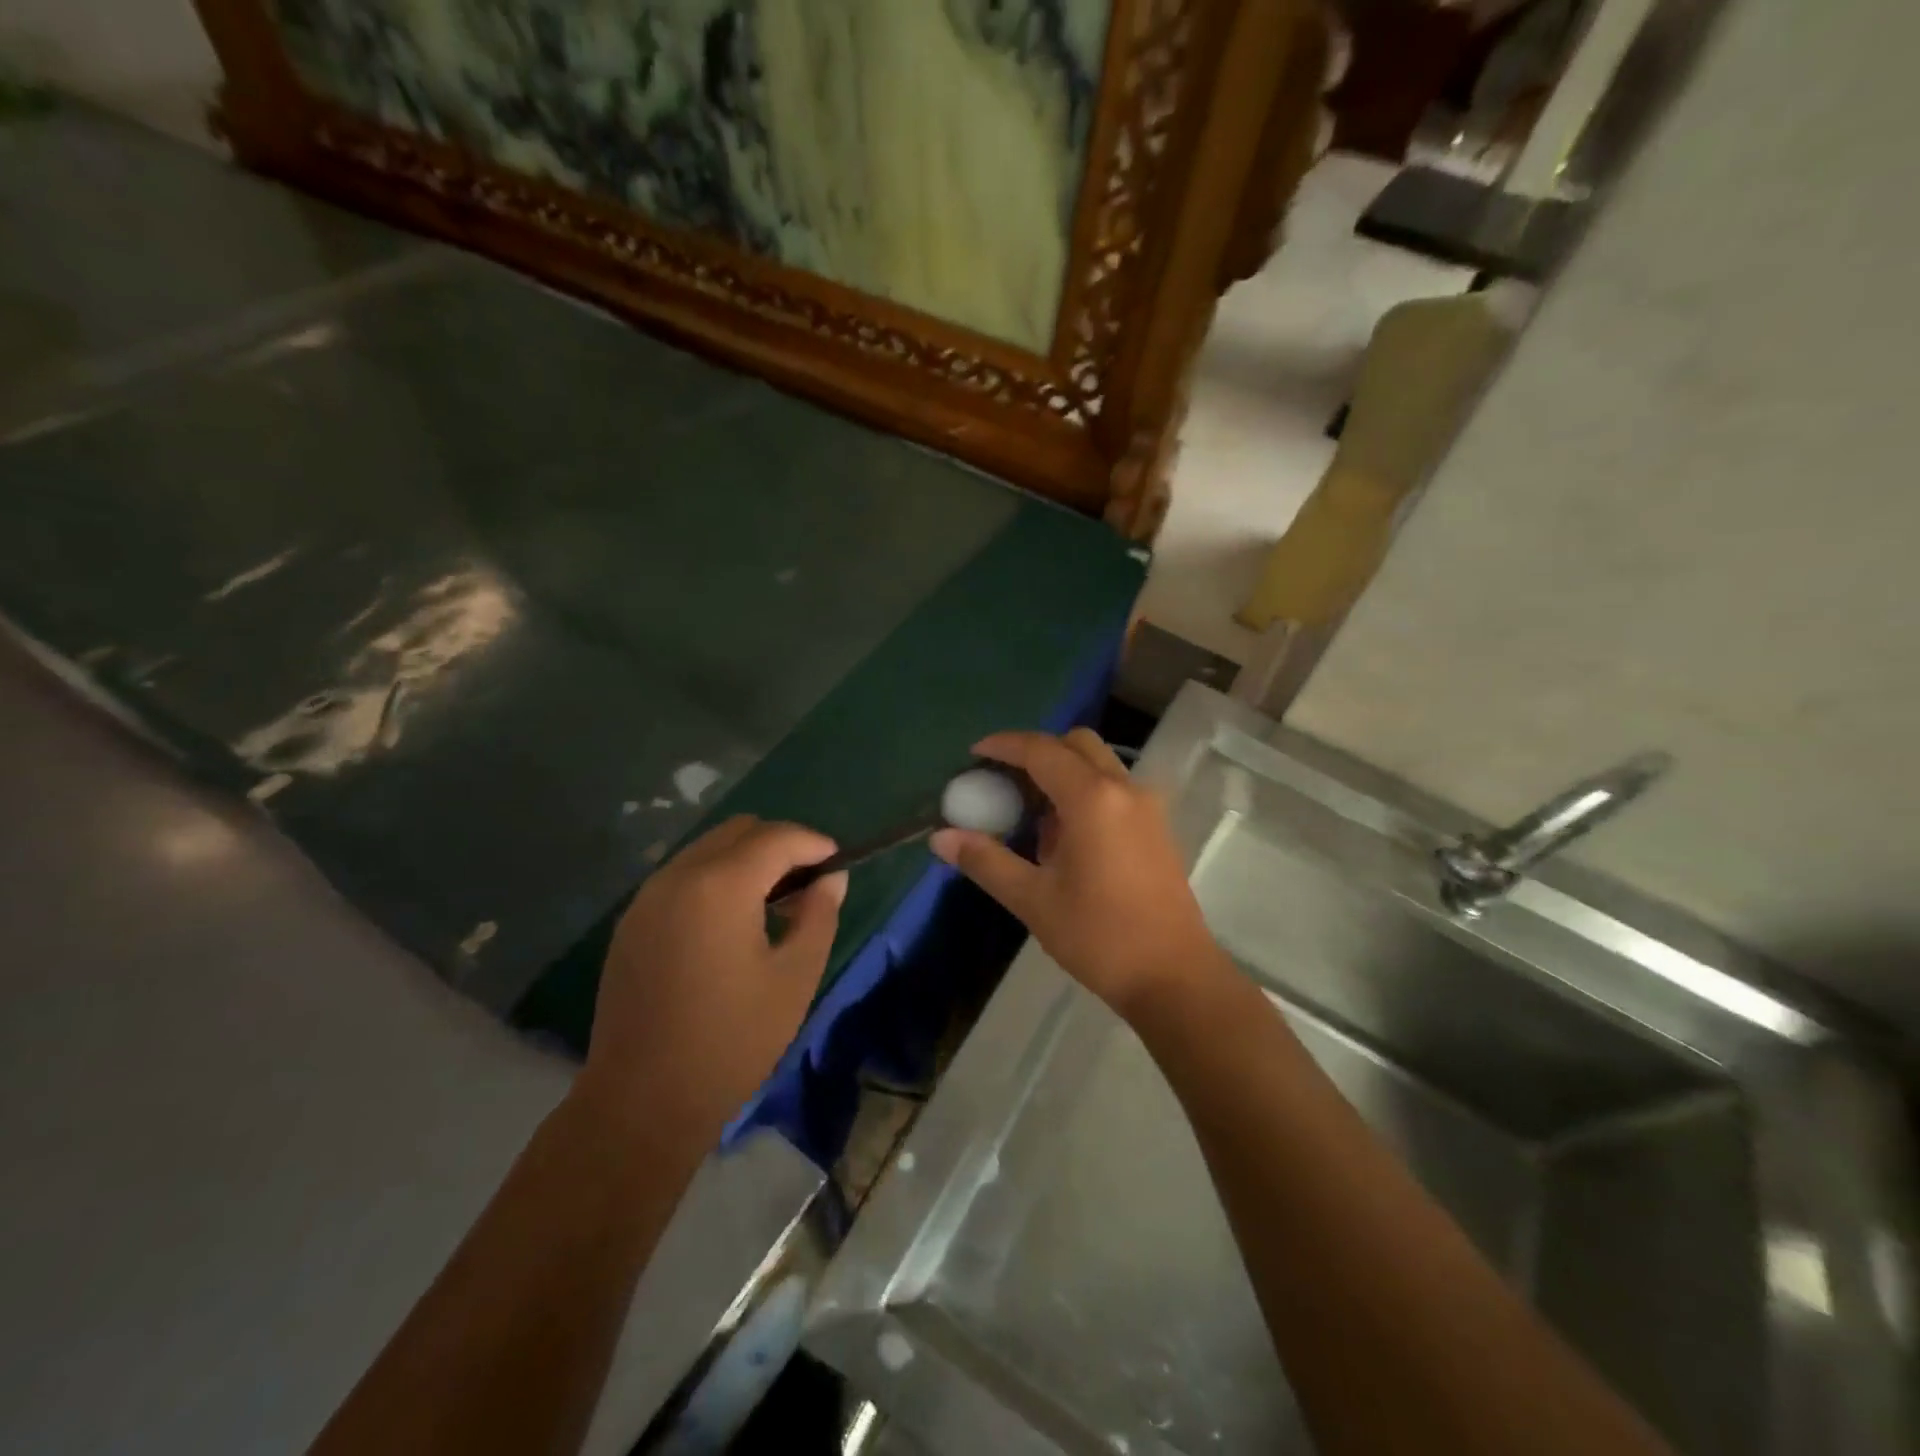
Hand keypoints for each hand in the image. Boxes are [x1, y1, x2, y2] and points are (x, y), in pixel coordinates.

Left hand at [578, 817, 846, 1141]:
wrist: (642, 1101)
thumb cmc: (731, 1040)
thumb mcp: (794, 978)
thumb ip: (819, 915)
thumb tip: (831, 879)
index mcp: (720, 886)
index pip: (776, 837)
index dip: (813, 843)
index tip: (837, 863)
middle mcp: (677, 877)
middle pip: (738, 830)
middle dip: (779, 844)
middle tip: (806, 883)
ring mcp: (647, 897)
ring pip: (707, 848)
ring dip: (746, 859)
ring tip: (772, 902)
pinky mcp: (631, 921)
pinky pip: (683, 875)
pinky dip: (715, 877)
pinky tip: (730, 921)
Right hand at [930, 728, 1224, 1020]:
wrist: (1174, 977)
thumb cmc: (1099, 936)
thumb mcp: (1033, 900)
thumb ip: (985, 861)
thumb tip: (940, 838)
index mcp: (1092, 798)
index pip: (1041, 750)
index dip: (1004, 745)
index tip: (975, 753)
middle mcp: (1124, 789)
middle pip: (1077, 745)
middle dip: (1036, 751)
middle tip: (1003, 779)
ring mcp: (1147, 807)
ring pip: (1099, 764)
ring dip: (1063, 772)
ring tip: (1029, 811)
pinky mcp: (1157, 828)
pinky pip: (1115, 788)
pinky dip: (1085, 790)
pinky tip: (1065, 835)